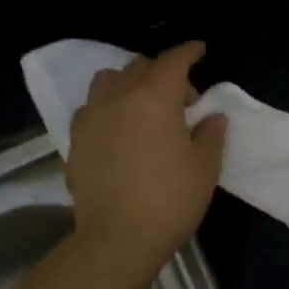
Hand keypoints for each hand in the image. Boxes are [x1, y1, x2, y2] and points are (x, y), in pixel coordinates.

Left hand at [65, 42, 227, 265]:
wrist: (118, 238)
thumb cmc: (171, 199)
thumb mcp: (205, 166)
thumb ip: (211, 134)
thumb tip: (212, 116)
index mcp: (154, 98)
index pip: (173, 61)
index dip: (189, 52)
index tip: (200, 49)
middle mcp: (118, 98)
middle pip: (139, 67)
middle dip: (162, 72)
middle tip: (182, 98)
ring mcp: (91, 118)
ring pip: (108, 81)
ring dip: (129, 83)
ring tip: (144, 106)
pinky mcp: (76, 141)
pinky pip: (92, 108)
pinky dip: (109, 107)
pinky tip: (120, 129)